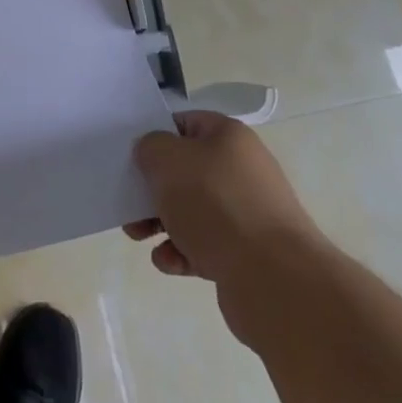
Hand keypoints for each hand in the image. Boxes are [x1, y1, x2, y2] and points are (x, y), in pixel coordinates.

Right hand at [123, 111, 318, 294]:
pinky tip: (169, 262)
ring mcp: (246, 214)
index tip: (132, 156)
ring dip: (160, 222)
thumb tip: (152, 154)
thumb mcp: (168, 160)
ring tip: (138, 236)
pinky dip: (181, 252)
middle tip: (127, 202)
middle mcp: (242, 170)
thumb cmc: (216, 204)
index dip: (156, 136)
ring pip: (191, 211)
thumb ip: (150, 147)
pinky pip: (204, 246)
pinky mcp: (246, 255)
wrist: (274, 278)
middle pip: (185, 171)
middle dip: (153, 188)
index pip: (184, 123)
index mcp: (229, 137)